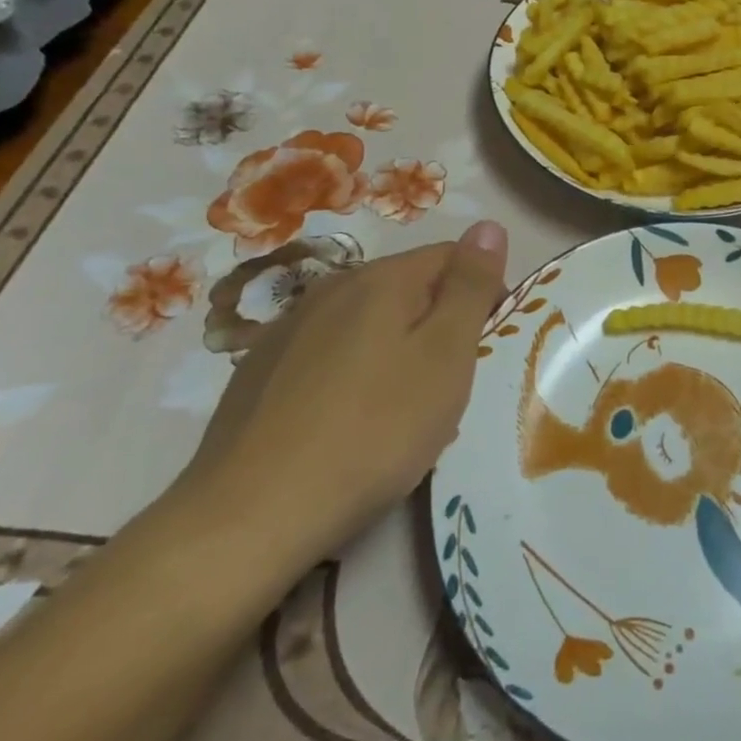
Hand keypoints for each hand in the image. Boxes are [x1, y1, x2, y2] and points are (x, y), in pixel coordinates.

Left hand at [178, 222, 508, 577]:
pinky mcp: (259, 370)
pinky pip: (328, 354)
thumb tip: (489, 225)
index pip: (452, 256)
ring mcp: (288, 328)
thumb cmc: (373, 432)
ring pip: (367, 323)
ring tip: (401, 412)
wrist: (250, 516)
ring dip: (396, 350)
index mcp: (382, 278)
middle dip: (438, 324)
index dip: (482, 293)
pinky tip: (347, 424)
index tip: (487, 346)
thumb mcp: (445, 357)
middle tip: (449, 387)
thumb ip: (470, 286)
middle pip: (408, 288)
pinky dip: (352, 374)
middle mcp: (333, 287)